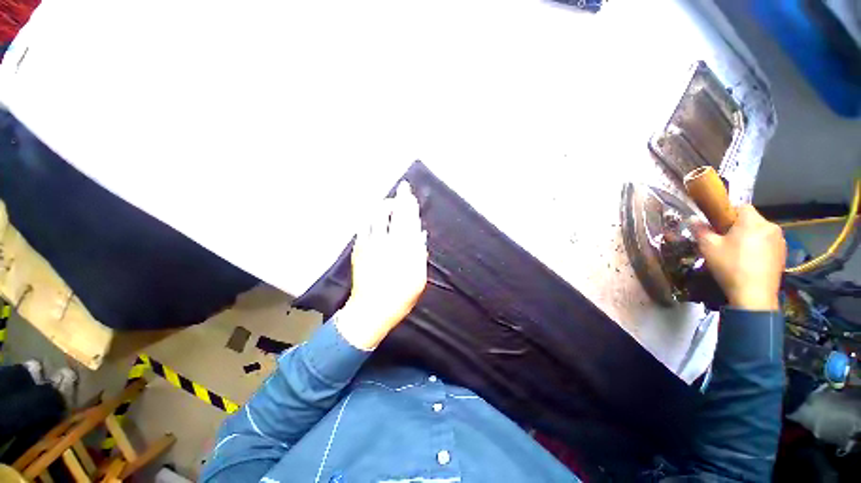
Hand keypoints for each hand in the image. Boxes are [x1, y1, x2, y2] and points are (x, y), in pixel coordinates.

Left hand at [335, 182, 427, 349]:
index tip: (410, 195)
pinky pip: (363, 228)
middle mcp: (386, 242)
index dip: (409, 205)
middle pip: (392, 214)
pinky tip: (372, 217)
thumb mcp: (418, 278)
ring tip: (388, 201)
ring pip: (376, 217)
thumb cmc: (400, 296)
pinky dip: (369, 219)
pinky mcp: (359, 250)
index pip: (408, 220)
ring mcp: (370, 245)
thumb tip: (419, 235)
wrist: (371, 310)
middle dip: (398, 200)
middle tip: (402, 191)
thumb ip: (419, 254)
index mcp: (403, 248)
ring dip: (383, 206)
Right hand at [692, 205, 784, 310]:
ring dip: (750, 237)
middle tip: (724, 241)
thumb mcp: (709, 247)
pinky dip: (758, 248)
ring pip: (760, 232)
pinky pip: (768, 244)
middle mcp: (771, 226)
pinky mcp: (783, 254)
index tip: (717, 225)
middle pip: (752, 220)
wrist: (754, 294)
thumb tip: (692, 219)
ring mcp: (780, 241)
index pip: (741, 206)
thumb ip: (701, 230)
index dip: (727, 213)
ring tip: (737, 252)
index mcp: (753, 221)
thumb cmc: (730, 266)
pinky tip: (749, 261)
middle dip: (738, 227)